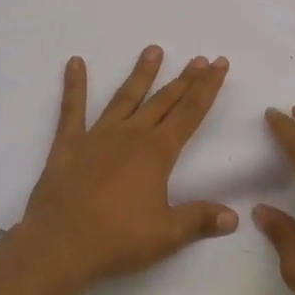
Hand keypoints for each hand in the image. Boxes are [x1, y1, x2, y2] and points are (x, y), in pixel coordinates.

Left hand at [15, 46, 237, 287]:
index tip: (219, 63)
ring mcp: (98, 135)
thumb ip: (199, 220)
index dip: (207, 87)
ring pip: (125, 97)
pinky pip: (72, 109)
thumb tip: (234, 217)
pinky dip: (74, 85)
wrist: (60, 245)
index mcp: (157, 152)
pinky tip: (75, 62)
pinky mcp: (69, 144)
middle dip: (184, 79)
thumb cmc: (117, 240)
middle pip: (163, 100)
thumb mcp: (166, 235)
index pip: (190, 112)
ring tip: (154, 50)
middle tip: (199, 58)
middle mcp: (131, 134)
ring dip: (141, 74)